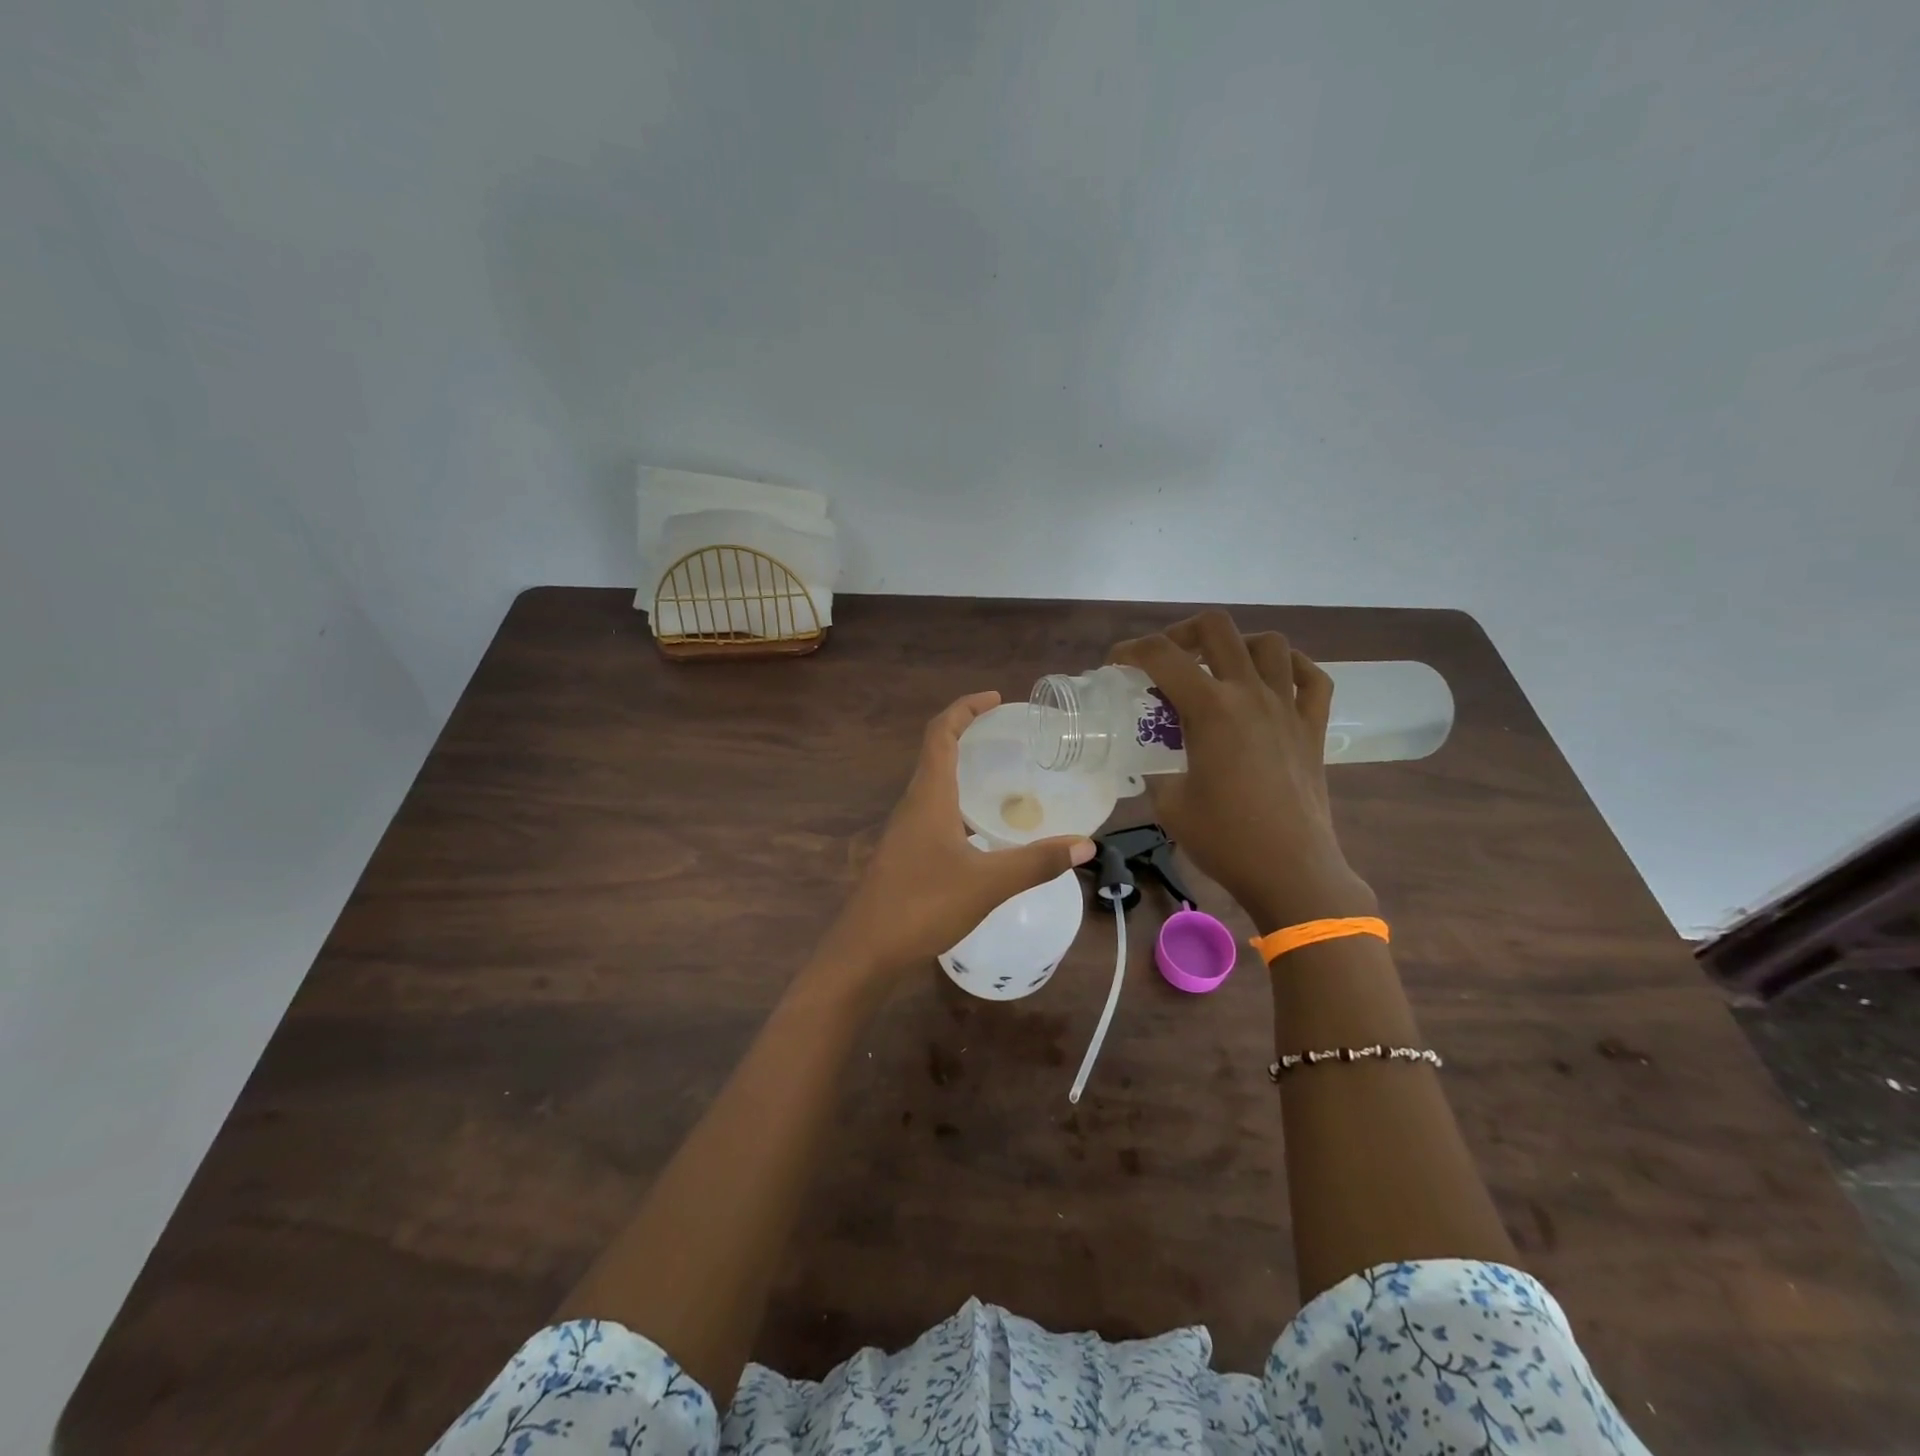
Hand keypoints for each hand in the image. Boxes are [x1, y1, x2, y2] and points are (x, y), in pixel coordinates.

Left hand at [820, 692, 1094, 981]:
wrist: (866, 951)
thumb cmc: (922, 906)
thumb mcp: (987, 883)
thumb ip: (1036, 862)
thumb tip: (1085, 844)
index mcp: (928, 796)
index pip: (941, 734)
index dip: (965, 709)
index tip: (996, 699)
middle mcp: (913, 804)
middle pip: (937, 753)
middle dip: (970, 735)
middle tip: (1010, 736)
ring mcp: (906, 831)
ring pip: (935, 785)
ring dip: (965, 771)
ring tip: (1005, 778)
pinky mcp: (906, 854)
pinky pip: (935, 812)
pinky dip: (961, 805)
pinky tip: (985, 830)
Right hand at [1110, 612, 1374, 931]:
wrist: (1291, 871)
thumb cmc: (1224, 839)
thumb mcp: (1169, 803)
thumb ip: (1158, 770)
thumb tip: (1154, 762)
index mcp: (1210, 709)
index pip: (1162, 655)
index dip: (1131, 650)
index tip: (1117, 665)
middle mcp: (1250, 694)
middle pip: (1216, 628)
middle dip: (1181, 633)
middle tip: (1167, 660)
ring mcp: (1288, 708)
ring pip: (1268, 644)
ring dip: (1236, 645)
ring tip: (1218, 670)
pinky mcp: (1313, 728)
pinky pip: (1311, 678)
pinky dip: (1290, 668)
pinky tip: (1271, 682)